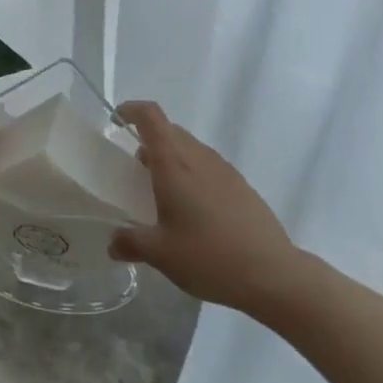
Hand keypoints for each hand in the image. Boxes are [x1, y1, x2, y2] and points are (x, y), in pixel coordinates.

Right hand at [109, 101, 297, 312]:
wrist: (271, 273)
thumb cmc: (208, 256)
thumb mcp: (161, 254)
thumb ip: (131, 243)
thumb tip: (112, 243)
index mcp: (174, 163)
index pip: (150, 116)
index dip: (132, 110)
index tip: (117, 119)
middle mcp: (198, 156)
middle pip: (169, 130)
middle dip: (148, 140)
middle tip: (135, 169)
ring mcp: (223, 168)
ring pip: (190, 147)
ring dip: (171, 158)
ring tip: (163, 192)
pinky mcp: (240, 184)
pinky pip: (207, 165)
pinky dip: (192, 173)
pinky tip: (193, 210)